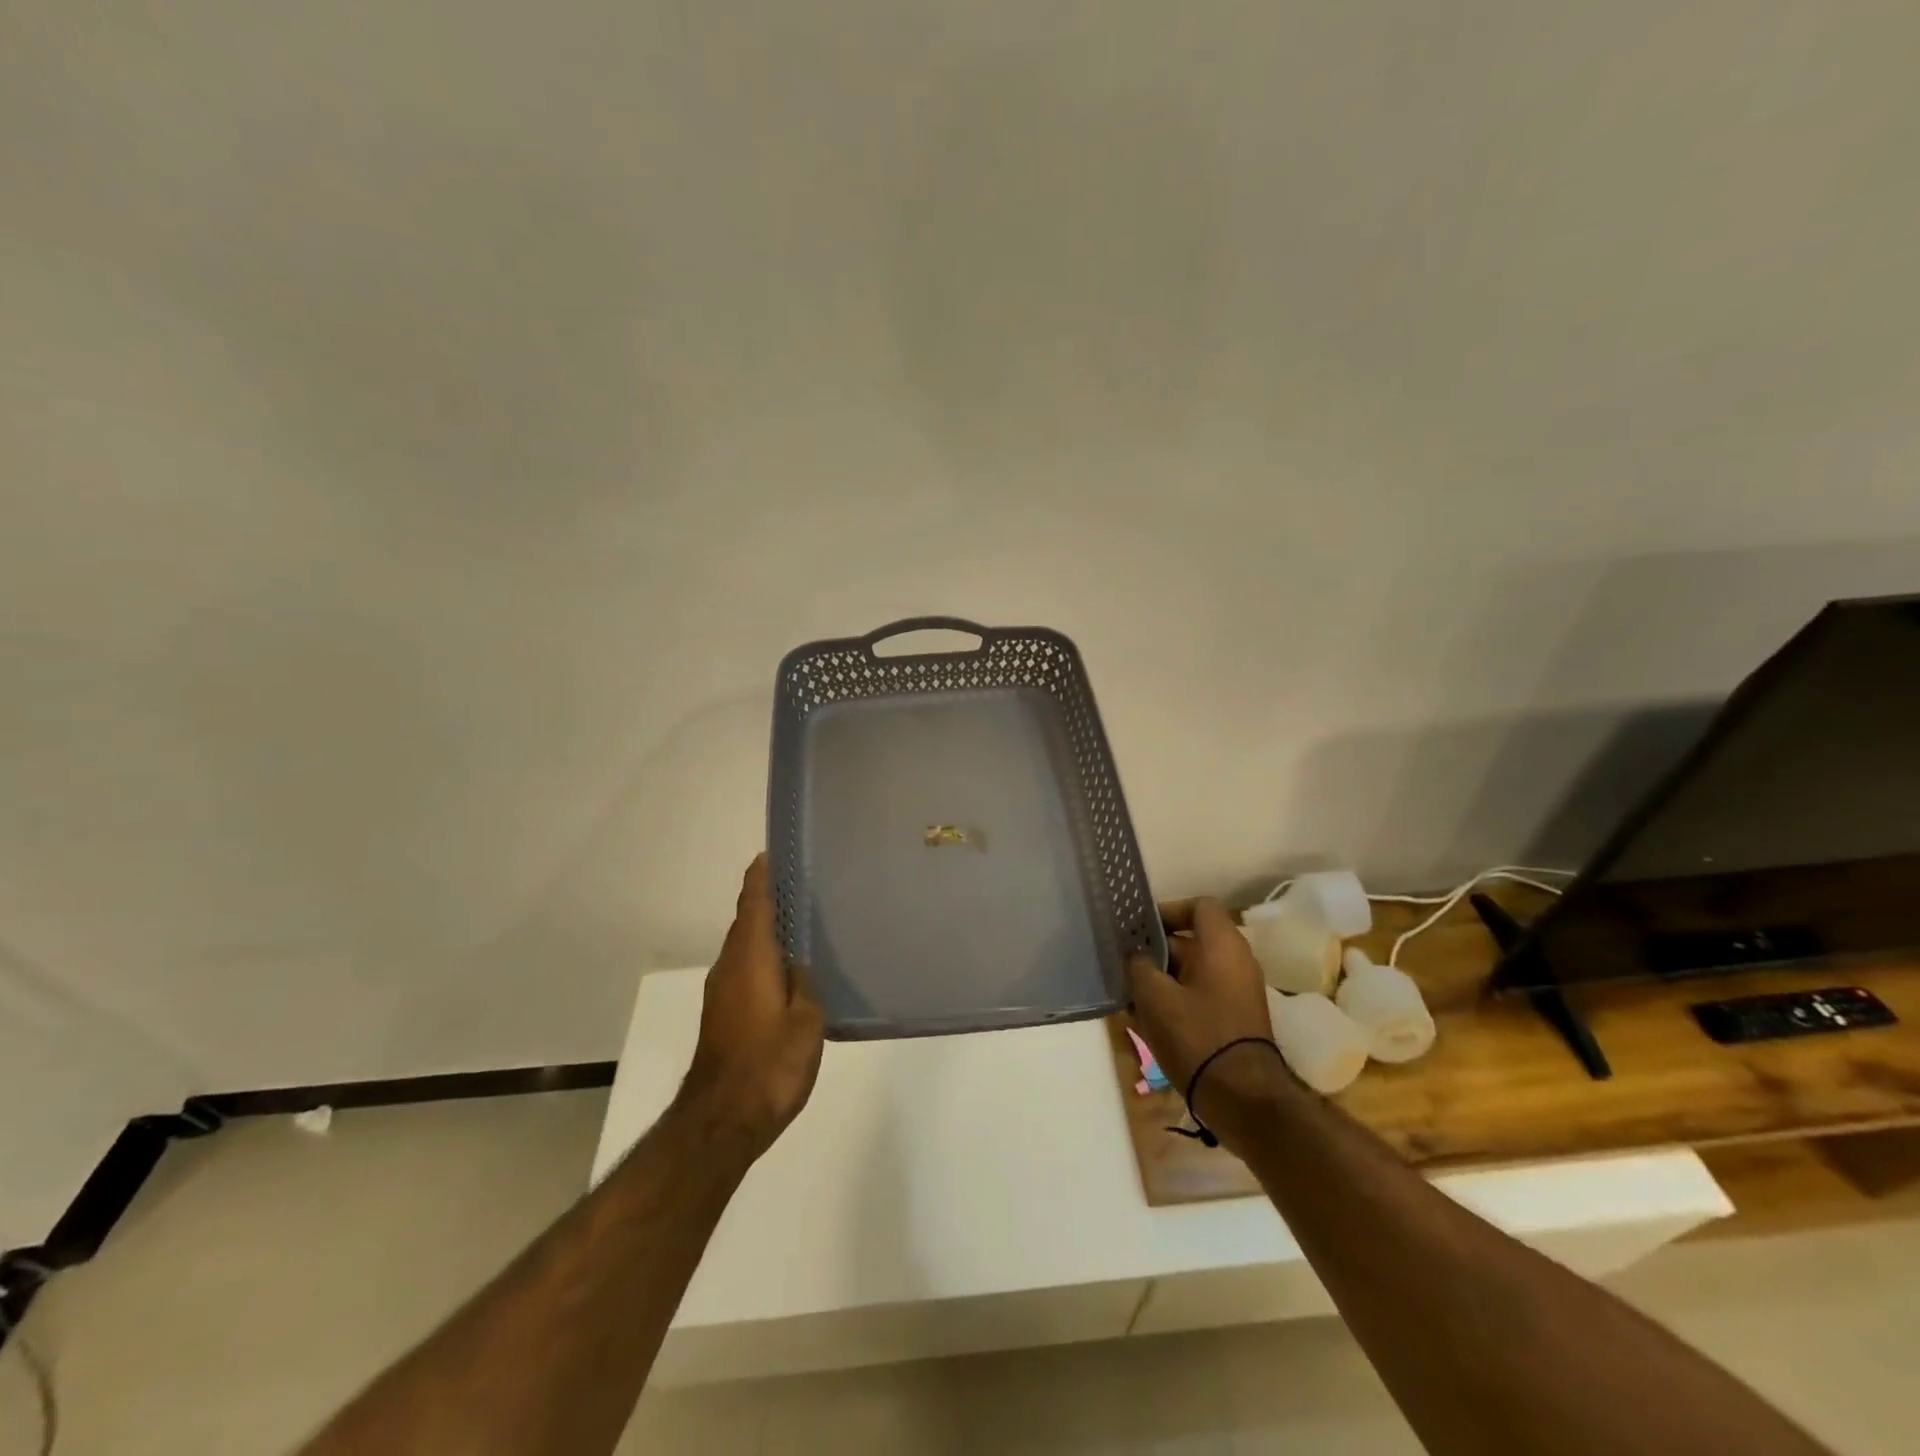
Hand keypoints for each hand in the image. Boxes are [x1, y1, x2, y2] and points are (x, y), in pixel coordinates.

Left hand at [676, 855, 824, 1158]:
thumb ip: (805, 985)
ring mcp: (721, 993)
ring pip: (744, 948)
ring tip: (799, 925)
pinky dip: (762, 959)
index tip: (770, 854)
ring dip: (764, 932)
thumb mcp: (806, 1022)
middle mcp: (730, 967)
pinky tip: (787, 972)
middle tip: (799, 886)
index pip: (752, 904)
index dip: (760, 877)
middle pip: (745, 922)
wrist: (722, 1121)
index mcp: (751, 958)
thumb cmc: (770, 1065)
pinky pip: (744, 971)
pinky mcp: (722, 1016)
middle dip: (765, 901)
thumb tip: (797, 966)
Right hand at [1126, 898, 1281, 1121]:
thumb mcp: (1155, 997)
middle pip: (1192, 941)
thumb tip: (1136, 955)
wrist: (1243, 1099)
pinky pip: (1200, 995)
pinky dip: (1175, 999)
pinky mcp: (1234, 1019)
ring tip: (1129, 995)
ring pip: (1192, 971)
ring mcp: (1238, 992)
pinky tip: (1146, 1019)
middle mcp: (1236, 961)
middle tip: (1123, 964)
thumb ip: (1139, 965)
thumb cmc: (1198, 1036)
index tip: (1140, 928)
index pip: (1199, 906)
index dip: (1168, 911)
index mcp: (1223, 945)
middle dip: (1155, 951)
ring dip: (1161, 978)